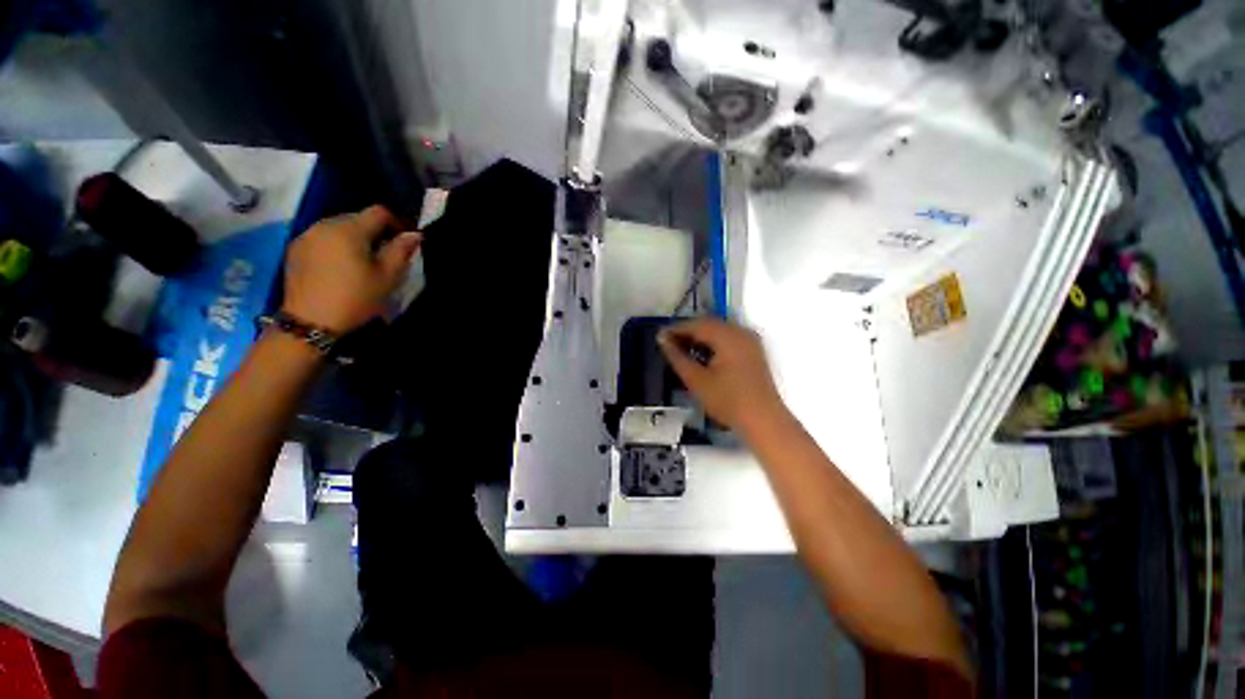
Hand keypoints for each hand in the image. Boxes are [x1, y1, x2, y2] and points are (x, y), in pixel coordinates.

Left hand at [281, 206, 420, 332]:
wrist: (310, 321)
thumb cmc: (356, 297)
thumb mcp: (387, 277)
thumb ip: (401, 251)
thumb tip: (414, 234)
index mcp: (349, 229)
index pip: (379, 212)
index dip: (396, 223)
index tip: (403, 242)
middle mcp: (325, 225)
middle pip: (357, 217)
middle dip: (374, 231)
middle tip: (384, 255)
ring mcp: (306, 236)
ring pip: (338, 227)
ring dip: (354, 238)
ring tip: (361, 262)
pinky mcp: (295, 249)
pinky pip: (322, 238)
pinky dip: (335, 245)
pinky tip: (339, 267)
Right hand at [658, 318, 786, 432]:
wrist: (763, 420)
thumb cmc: (728, 401)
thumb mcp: (697, 380)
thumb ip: (677, 357)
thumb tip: (662, 340)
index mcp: (728, 336)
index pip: (696, 325)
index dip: (676, 329)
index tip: (659, 336)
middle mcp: (741, 332)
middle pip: (709, 324)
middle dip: (688, 332)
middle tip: (668, 343)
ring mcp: (750, 340)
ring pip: (719, 330)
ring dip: (700, 336)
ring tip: (682, 349)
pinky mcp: (753, 350)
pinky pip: (728, 337)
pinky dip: (713, 342)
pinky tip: (702, 354)